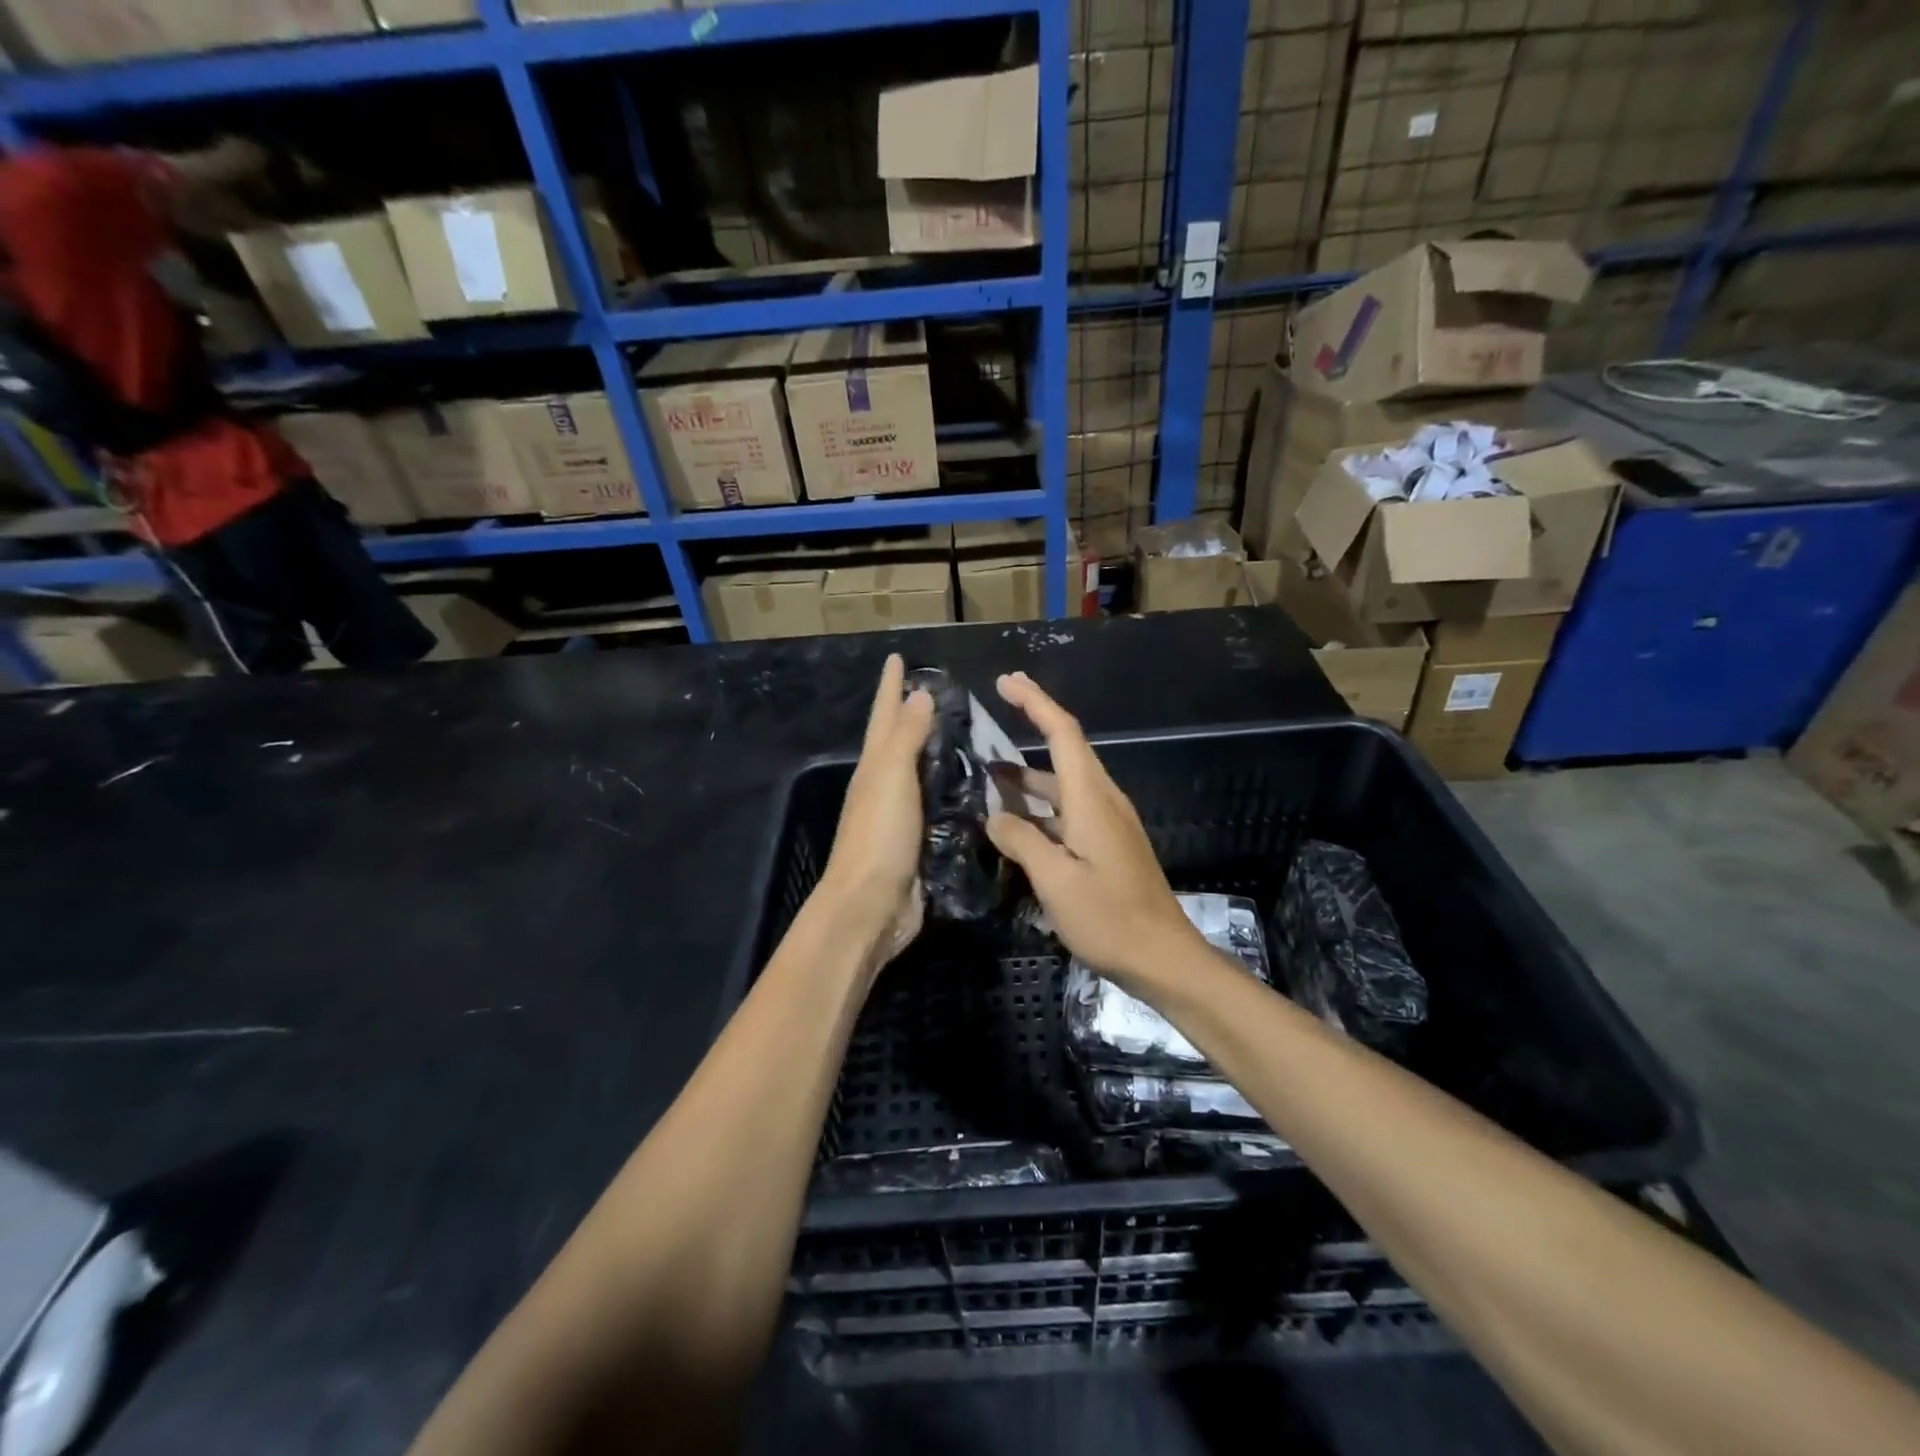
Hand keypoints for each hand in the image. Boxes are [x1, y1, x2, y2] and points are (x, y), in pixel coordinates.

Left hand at [817, 655, 935, 975]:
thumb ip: (906, 737)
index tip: (898, 657)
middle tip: (943, 690)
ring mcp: (901, 816)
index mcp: (874, 767)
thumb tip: (918, 694)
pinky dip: (952, 791)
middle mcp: (884, 787)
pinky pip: (938, 806)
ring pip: (921, 773)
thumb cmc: (878, 836)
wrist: (871, 907)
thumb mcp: (891, 777)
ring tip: (966, 733)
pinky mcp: (920, 843)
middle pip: (899, 741)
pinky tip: (974, 788)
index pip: (884, 716)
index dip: (890, 686)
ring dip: (937, 752)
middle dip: (913, 714)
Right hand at [985, 672, 1202, 988]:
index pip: (1063, 733)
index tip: (1007, 682)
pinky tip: (1017, 821)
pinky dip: (1041, 804)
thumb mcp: (1055, 880)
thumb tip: (995, 816)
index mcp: (1091, 799)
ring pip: (1065, 783)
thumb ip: (1021, 841)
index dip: (1035, 702)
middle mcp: (1103, 800)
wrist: (1163, 957)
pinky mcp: (1109, 844)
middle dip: (1032, 724)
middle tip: (992, 715)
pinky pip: (1069, 809)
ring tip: (989, 774)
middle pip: (1066, 750)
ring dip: (1030, 774)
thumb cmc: (1109, 917)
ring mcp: (1109, 823)